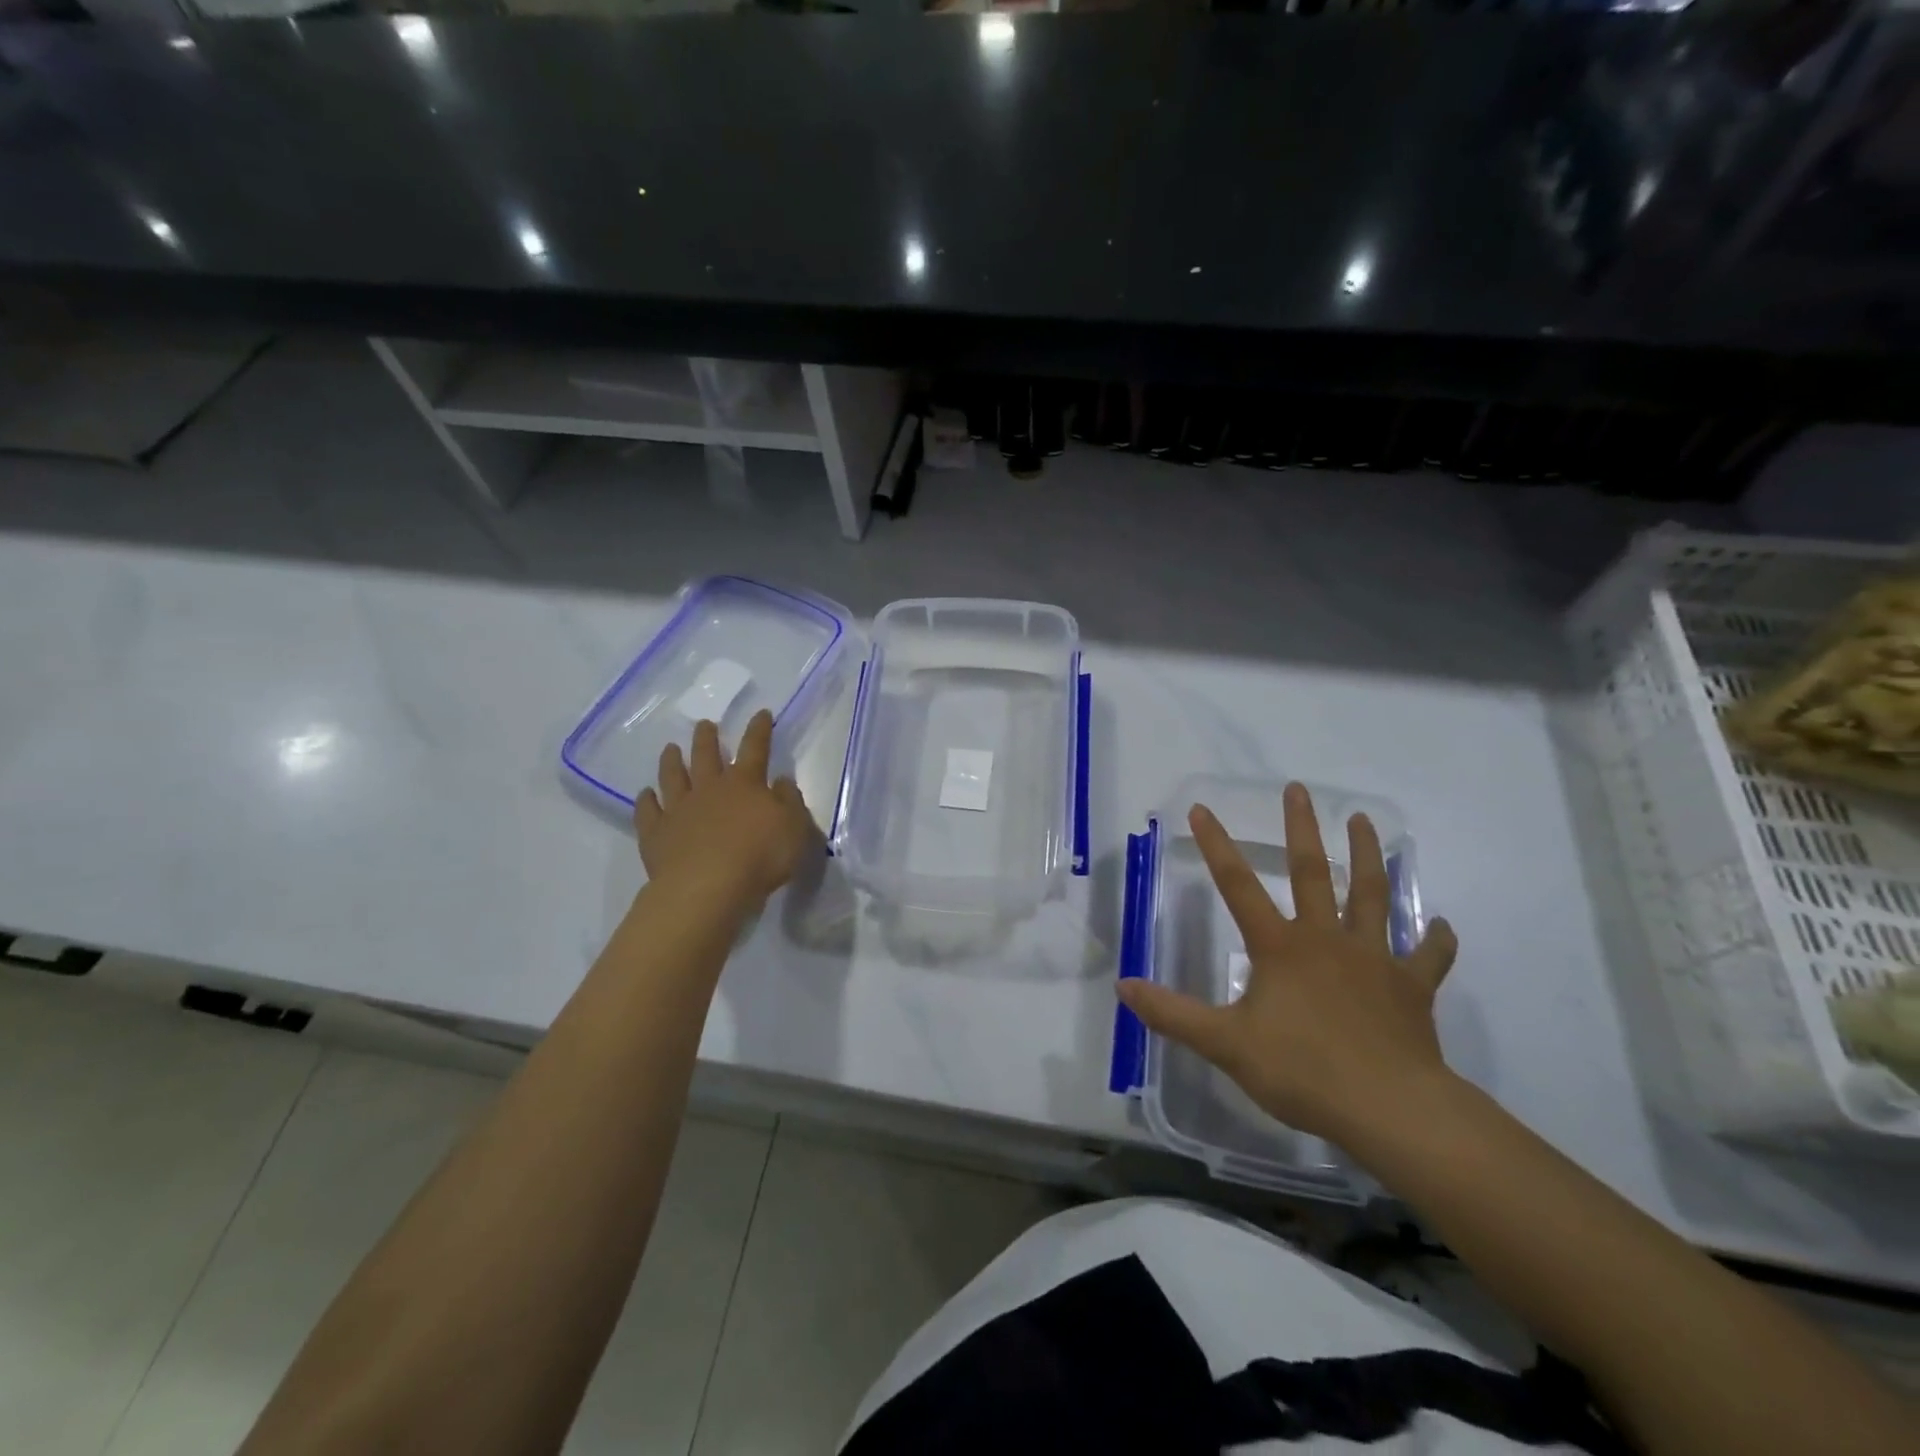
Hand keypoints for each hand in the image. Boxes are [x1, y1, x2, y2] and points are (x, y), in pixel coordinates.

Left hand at [634, 711, 815, 910]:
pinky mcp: (656, 834)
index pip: (755, 748)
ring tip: (670, 748)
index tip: (760, 713)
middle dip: (707, 738)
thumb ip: (790, 801)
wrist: (707, 888)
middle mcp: (709, 789)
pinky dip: (646, 801)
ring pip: (673, 777)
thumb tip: (781, 780)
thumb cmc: (760, 857)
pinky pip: (648, 812)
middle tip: (704, 724)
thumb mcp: (794, 828)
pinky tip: (645, 794)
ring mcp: (678, 810)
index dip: (759, 729)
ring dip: (672, 761)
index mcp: (745, 784)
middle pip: (706, 756)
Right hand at [1116, 782, 1458, 1143]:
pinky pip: (1427, 958)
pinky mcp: (1412, 988)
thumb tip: (1124, 986)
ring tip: (1366, 822)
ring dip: (1370, 857)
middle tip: (1300, 790)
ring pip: (1372, 896)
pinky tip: (1442, 925)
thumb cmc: (1303, 1070)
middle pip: (1313, 872)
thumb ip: (1173, 1014)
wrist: (1390, 1109)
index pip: (1238, 886)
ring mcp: (1373, 959)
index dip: (1216, 846)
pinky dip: (1435, 940)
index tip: (1202, 809)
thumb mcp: (1225, 1044)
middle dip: (1302, 829)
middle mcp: (1326, 939)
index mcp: (1280, 947)